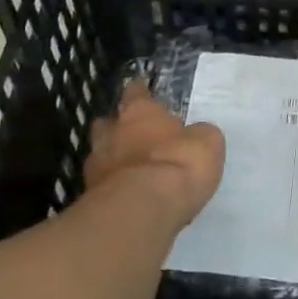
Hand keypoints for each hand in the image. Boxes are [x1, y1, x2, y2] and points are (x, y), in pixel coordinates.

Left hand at [85, 81, 223, 231]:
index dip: (140, 91)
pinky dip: (112, 188)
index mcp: (140, 112)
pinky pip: (101, 186)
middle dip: (117, 127)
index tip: (141, 89)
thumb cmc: (179, 164)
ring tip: (130, 170)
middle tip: (132, 135)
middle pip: (107, 123)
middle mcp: (112, 133)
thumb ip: (197, 134)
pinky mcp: (91, 197)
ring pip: (99, 154)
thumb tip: (195, 136)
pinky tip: (126, 197)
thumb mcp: (206, 142)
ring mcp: (96, 166)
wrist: (143, 209)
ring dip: (112, 160)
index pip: (136, 92)